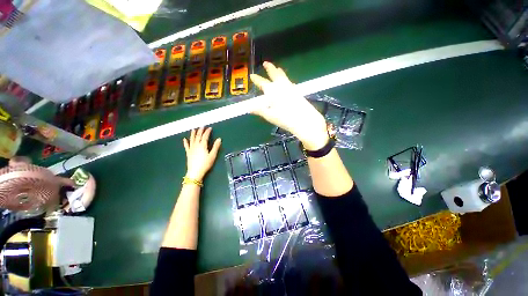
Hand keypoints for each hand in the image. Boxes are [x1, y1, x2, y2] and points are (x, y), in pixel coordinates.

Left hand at [183, 127, 221, 180]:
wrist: (195, 172)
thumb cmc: (205, 164)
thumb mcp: (212, 155)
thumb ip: (216, 147)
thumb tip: (219, 139)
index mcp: (202, 145)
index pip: (205, 136)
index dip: (207, 131)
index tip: (209, 128)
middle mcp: (196, 145)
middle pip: (198, 136)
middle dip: (200, 130)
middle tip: (202, 126)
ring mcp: (191, 149)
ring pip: (192, 139)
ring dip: (193, 134)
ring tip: (193, 129)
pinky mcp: (188, 153)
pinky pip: (186, 146)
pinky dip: (185, 142)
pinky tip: (184, 139)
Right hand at [250, 62, 328, 149]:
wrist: (305, 120)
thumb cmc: (285, 119)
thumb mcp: (270, 116)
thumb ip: (259, 110)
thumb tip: (249, 108)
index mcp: (273, 91)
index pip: (262, 83)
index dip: (256, 79)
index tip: (252, 75)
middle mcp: (282, 86)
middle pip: (275, 74)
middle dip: (270, 68)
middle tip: (266, 63)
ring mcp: (291, 88)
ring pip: (284, 77)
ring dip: (279, 72)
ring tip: (277, 68)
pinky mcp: (298, 92)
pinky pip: (290, 82)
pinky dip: (286, 80)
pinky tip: (288, 82)